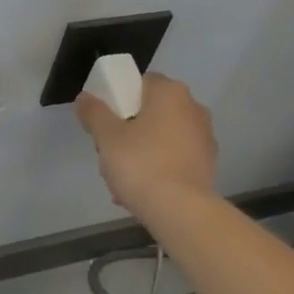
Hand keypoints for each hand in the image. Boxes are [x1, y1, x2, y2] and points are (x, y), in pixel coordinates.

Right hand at [75, 72, 217, 218]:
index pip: (140, 83)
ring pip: (161, 138)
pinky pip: (174, 158)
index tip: (105, 123)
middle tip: (109, 154)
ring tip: (122, 181)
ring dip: (141, 153)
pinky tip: (141, 192)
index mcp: (170, 92)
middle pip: (150, 112)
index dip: (118, 100)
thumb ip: (94, 112)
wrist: (180, 209)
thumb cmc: (140, 164)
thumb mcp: (106, 137)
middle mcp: (193, 108)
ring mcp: (204, 137)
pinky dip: (158, 168)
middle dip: (128, 131)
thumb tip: (85, 97)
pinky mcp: (208, 164)